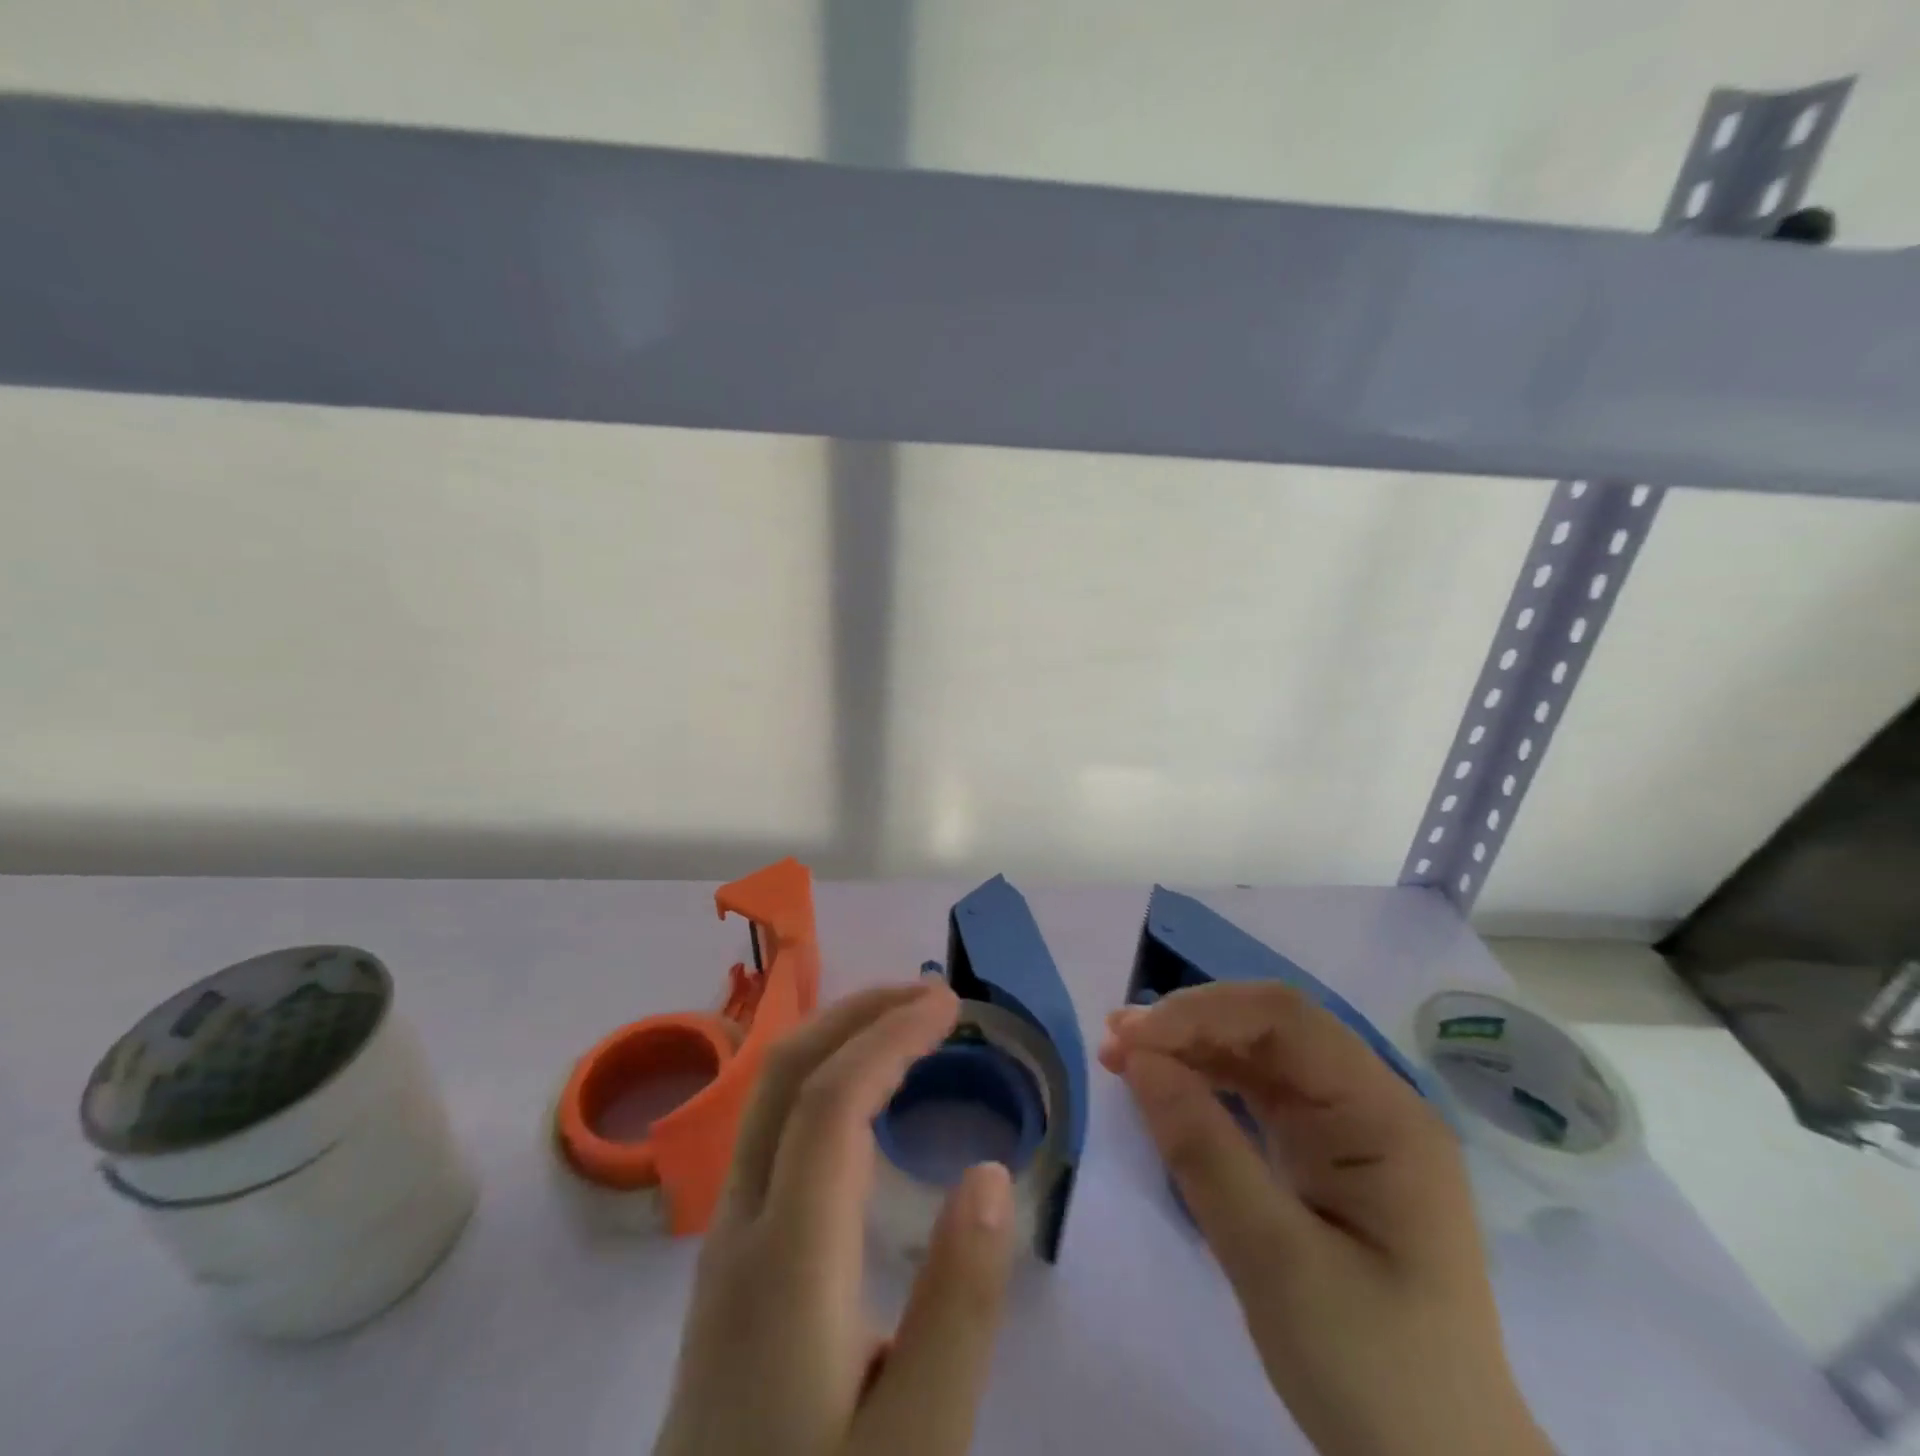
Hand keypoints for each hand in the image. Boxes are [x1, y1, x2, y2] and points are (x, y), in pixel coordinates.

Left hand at [655, 982, 1017, 1455]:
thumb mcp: (916, 1446)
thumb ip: (957, 1309)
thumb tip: (989, 1172)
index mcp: (786, 1261)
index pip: (833, 1101)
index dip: (891, 1035)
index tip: (949, 1005)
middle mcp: (740, 1227)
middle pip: (784, 1076)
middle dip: (856, 1013)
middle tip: (928, 995)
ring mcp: (724, 1243)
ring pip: (768, 1099)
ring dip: (836, 1040)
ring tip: (903, 1028)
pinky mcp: (727, 1265)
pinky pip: (769, 1133)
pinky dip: (821, 1083)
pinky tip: (861, 1108)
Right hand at [1101, 984, 1550, 1455]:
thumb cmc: (1373, 1373)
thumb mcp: (1278, 1265)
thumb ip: (1205, 1154)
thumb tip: (1138, 1059)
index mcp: (1384, 1116)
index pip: (1286, 1020)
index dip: (1203, 1013)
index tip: (1132, 1040)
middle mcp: (1371, 1105)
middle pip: (1271, 1029)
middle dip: (1192, 1025)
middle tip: (1115, 1043)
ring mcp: (1349, 1131)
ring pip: (1260, 1057)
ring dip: (1192, 1049)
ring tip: (1124, 1057)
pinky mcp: (1325, 1158)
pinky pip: (1258, 1097)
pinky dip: (1207, 1085)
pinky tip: (1167, 1090)